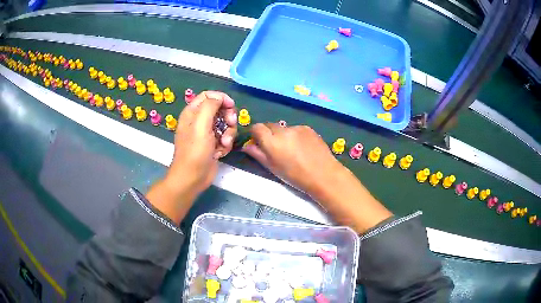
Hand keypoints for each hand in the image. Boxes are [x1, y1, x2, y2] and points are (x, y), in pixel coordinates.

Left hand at [146, 91, 236, 223]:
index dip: (221, 98)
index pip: (209, 95)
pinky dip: (225, 144)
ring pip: (225, 124)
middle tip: (230, 124)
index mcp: (193, 112)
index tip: (231, 106)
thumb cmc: (194, 151)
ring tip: (224, 144)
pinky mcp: (213, 144)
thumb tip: (220, 98)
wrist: (192, 178)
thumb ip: (210, 106)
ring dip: (229, 133)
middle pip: (220, 109)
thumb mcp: (201, 125)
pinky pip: (225, 137)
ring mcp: (207, 133)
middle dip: (228, 117)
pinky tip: (220, 153)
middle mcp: (199, 120)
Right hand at [242, 123, 343, 197]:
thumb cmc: (295, 176)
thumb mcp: (273, 168)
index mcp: (271, 141)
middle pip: (270, 125)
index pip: (257, 127)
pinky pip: (296, 129)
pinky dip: (295, 135)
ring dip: (283, 135)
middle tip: (275, 148)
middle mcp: (282, 131)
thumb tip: (247, 146)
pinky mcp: (308, 128)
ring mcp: (296, 128)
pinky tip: (303, 147)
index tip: (258, 142)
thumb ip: (258, 154)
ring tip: (292, 149)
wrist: (323, 174)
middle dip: (269, 134)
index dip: (256, 134)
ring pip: (284, 128)